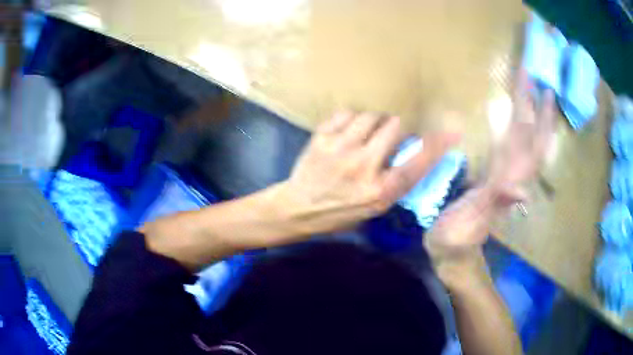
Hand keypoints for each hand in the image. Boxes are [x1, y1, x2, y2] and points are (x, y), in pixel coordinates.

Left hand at [281, 110, 458, 234]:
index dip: (438, 143)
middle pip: (395, 126)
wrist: (298, 208)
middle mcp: (364, 167)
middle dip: (395, 129)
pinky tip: (346, 133)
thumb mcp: (374, 209)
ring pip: (371, 116)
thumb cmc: (339, 213)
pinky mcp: (322, 138)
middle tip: (387, 137)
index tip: (452, 130)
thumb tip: (413, 153)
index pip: (418, 162)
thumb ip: (395, 182)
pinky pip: (346, 113)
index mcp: (381, 191)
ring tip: (365, 135)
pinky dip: (351, 120)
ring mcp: (341, 149)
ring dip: (373, 123)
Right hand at [425, 69, 556, 289]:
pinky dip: (515, 129)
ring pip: (526, 142)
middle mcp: (513, 175)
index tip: (539, 87)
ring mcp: (505, 175)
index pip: (530, 143)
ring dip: (530, 116)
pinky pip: (511, 148)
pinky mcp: (495, 177)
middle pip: (533, 138)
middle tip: (537, 80)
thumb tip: (521, 190)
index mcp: (509, 180)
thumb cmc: (456, 237)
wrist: (453, 253)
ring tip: (531, 92)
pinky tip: (513, 118)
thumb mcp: (471, 221)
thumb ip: (494, 202)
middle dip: (538, 108)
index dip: (537, 115)